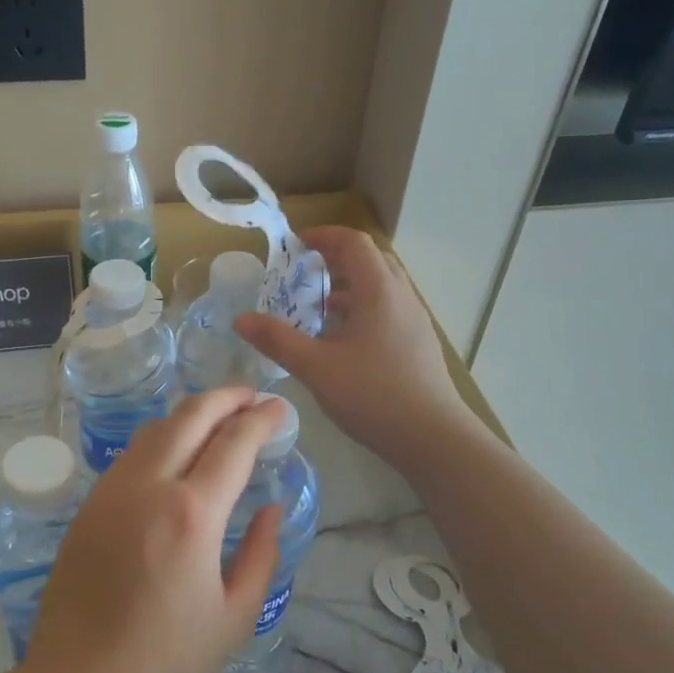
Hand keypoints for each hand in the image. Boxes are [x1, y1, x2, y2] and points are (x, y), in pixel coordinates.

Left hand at [16, 388, 286, 672]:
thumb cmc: (164, 662)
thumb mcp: (234, 618)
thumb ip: (261, 555)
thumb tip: (271, 508)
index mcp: (192, 515)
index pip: (234, 443)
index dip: (261, 419)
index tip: (279, 408)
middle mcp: (149, 487)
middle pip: (190, 416)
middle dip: (226, 397)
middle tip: (251, 396)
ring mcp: (112, 491)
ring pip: (155, 428)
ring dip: (191, 413)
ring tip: (218, 418)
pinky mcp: (89, 504)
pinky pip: (132, 453)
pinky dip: (162, 437)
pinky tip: (177, 452)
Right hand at [234, 226, 471, 469]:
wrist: (432, 437)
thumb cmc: (373, 394)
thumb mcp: (316, 367)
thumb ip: (277, 340)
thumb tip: (241, 319)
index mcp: (379, 290)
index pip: (354, 242)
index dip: (324, 236)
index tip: (296, 245)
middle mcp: (402, 296)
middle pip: (370, 259)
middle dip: (335, 259)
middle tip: (304, 273)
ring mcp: (415, 320)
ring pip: (381, 286)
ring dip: (350, 286)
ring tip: (318, 307)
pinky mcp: (419, 343)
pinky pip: (388, 309)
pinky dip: (363, 308)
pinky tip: (343, 340)